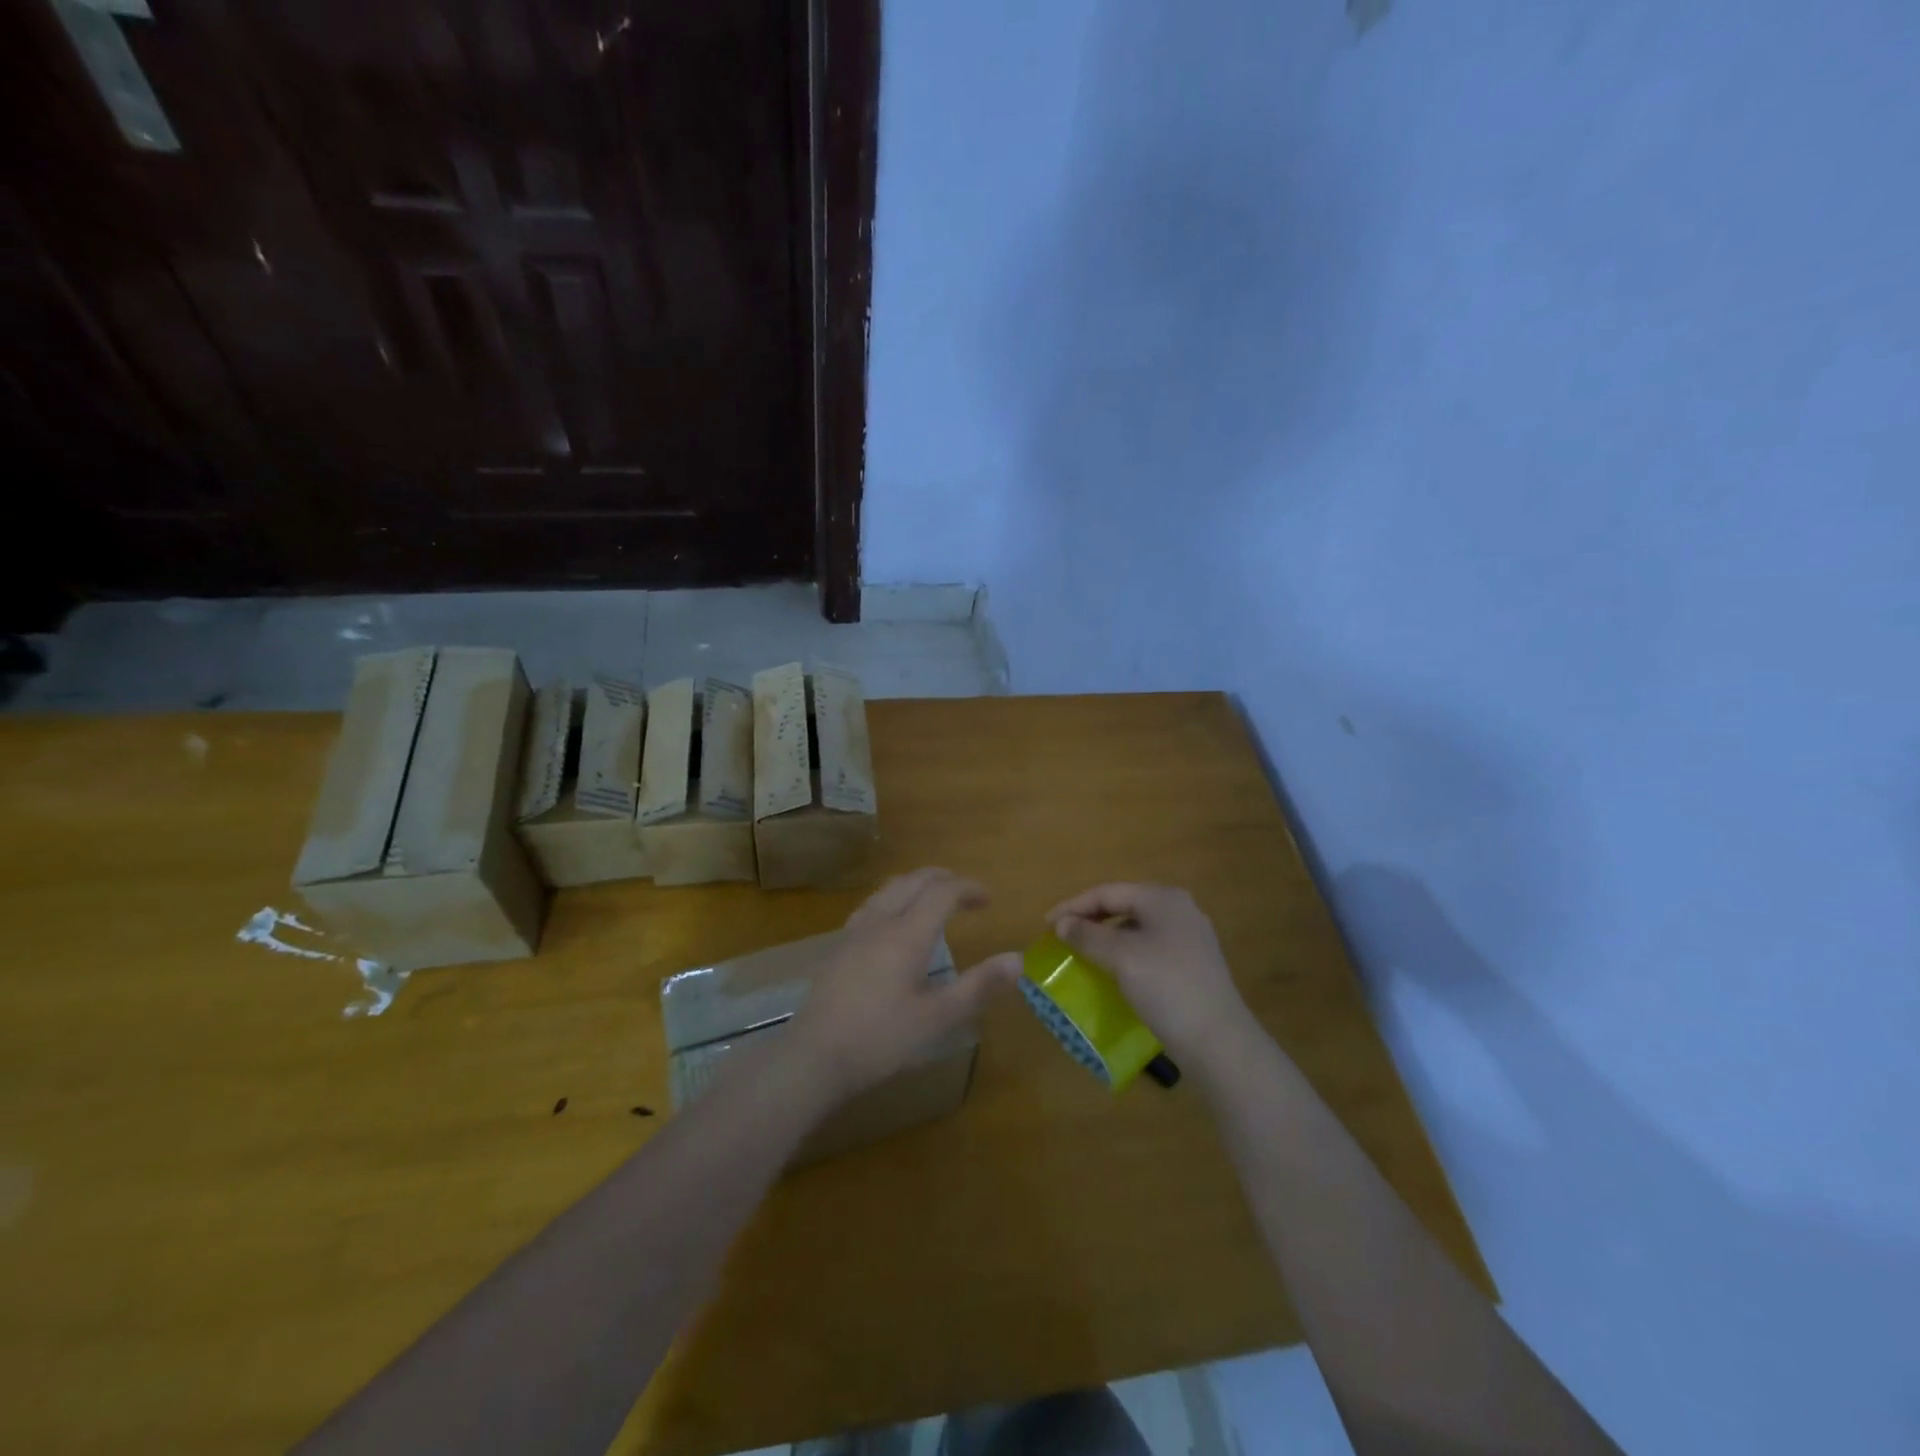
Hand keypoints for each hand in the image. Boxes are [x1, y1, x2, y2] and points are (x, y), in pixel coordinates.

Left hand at [788, 868, 1020, 1104]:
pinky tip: (892, 924)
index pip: (942, 891)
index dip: (968, 887)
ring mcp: (854, 932)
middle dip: (944, 879)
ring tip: (933, 901)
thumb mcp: (938, 1019)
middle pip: (914, 881)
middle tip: (966, 894)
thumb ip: (978, 987)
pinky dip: (894, 899)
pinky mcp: (837, 947)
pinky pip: (871, 905)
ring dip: (917, 885)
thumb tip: (1017, 960)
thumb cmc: (881, 1038)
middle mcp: (881, 921)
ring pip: (889, 889)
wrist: (814, 1055)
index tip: (988, 898)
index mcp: (907, 933)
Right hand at [1048, 883, 1251, 1062]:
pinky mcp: (1194, 964)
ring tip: (1082, 953)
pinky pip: (1149, 947)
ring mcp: (1190, 937)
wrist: (1218, 1041)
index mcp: (1163, 898)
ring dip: (1106, 937)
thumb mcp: (1120, 957)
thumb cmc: (1166, 987)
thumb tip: (1062, 924)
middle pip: (1123, 905)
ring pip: (1136, 928)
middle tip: (1062, 937)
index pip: (1107, 892)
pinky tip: (1113, 971)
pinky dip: (1125, 953)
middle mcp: (1179, 909)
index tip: (1046, 925)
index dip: (1073, 906)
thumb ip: (1087, 935)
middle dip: (1090, 919)